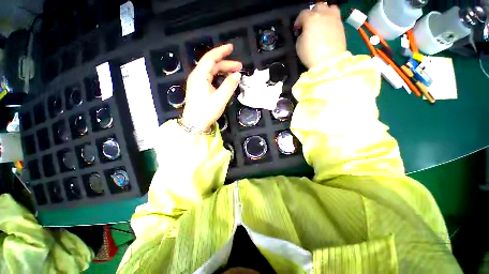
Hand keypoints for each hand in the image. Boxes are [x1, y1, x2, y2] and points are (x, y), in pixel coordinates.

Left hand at [182, 44, 242, 131]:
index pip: (210, 58)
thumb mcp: (220, 98)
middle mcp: (197, 76)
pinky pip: (210, 79)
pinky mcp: (200, 89)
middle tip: (240, 67)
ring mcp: (197, 83)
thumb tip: (237, 75)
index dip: (221, 51)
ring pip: (211, 72)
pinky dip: (219, 77)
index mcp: (199, 76)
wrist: (195, 124)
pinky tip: (226, 80)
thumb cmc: (206, 111)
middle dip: (226, 64)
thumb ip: (229, 85)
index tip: (231, 47)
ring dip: (223, 71)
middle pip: (212, 65)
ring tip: (235, 73)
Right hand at [294, 3, 346, 68]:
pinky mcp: (341, 25)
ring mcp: (334, 18)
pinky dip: (330, 19)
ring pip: (329, 7)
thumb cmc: (311, 54)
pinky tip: (327, 27)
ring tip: (320, 22)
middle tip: (308, 24)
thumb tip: (304, 33)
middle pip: (317, 7)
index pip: (302, 14)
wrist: (329, 61)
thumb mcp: (298, 46)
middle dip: (311, 14)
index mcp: (311, 18)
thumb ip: (300, 36)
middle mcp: (324, 14)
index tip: (297, 29)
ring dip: (324, 12)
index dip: (298, 21)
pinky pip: (336, 16)